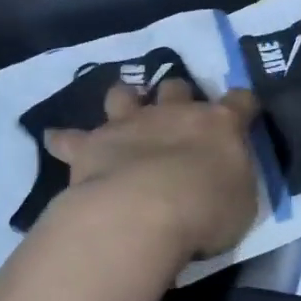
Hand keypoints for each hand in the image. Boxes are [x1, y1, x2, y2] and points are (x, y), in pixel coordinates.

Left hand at [42, 79, 261, 267]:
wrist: (143, 212)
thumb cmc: (205, 211)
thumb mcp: (242, 202)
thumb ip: (235, 179)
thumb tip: (227, 174)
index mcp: (220, 125)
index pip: (240, 101)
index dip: (243, 106)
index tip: (244, 113)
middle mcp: (174, 113)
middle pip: (177, 87)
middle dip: (177, 96)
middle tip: (176, 115)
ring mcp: (130, 123)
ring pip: (123, 95)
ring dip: (123, 101)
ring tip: (122, 111)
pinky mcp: (91, 144)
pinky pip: (69, 137)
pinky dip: (64, 139)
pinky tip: (56, 140)